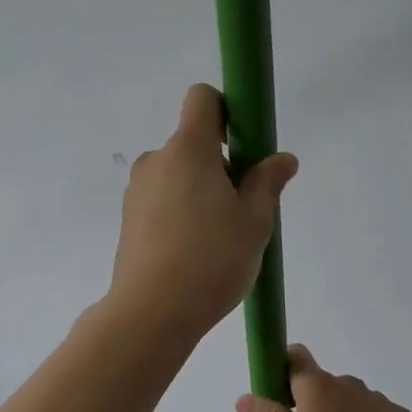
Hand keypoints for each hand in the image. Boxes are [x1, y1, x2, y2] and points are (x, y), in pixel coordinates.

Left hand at [107, 84, 297, 341]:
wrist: (152, 311)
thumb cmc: (212, 259)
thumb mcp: (255, 221)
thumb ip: (268, 182)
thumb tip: (282, 159)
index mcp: (188, 150)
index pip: (202, 99)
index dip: (227, 111)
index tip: (244, 147)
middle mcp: (156, 160)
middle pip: (193, 143)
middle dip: (220, 165)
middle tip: (242, 209)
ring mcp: (137, 190)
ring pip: (178, 175)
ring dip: (200, 191)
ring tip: (218, 238)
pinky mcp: (128, 219)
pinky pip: (162, 200)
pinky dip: (181, 212)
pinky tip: (194, 252)